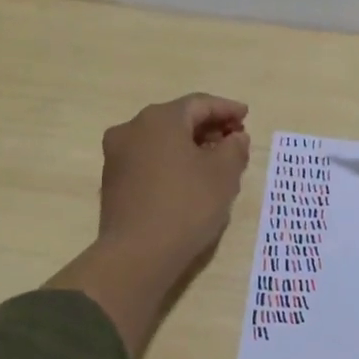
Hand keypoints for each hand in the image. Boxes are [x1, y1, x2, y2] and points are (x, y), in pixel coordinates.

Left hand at [49, 94, 251, 358]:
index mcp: (160, 119)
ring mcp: (117, 154)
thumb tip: (235, 138)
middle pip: (178, 119)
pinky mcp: (112, 180)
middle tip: (234, 139)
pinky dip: (171, 160)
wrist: (136, 254)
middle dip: (208, 127)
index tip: (246, 116)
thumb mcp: (223, 175)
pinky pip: (149, 159)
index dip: (227, 109)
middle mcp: (133, 128)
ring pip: (161, 140)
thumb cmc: (186, 205)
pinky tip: (189, 178)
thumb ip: (234, 148)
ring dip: (189, 145)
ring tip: (215, 160)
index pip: (200, 104)